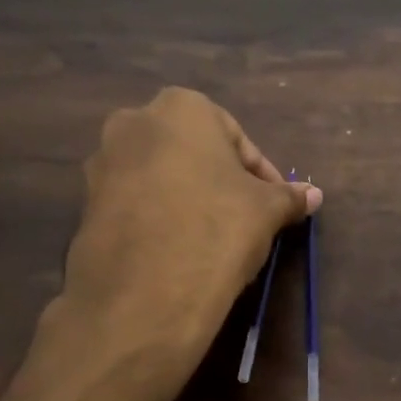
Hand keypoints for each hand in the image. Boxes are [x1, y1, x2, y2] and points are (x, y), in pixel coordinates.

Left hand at [59, 88, 319, 357]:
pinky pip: (137, 206)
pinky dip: (160, 221)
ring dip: (190, 202)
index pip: (236, 139)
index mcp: (181, 108)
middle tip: (246, 221)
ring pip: (162, 180)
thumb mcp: (266, 211)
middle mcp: (133, 123)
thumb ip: (288, 197)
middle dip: (221, 185)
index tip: (275, 206)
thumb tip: (314, 195)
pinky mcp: (86, 206)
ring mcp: (103, 165)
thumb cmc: (216, 229)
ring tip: (214, 242)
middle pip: (194, 155)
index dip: (262, 176)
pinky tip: (180, 254)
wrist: (144, 293)